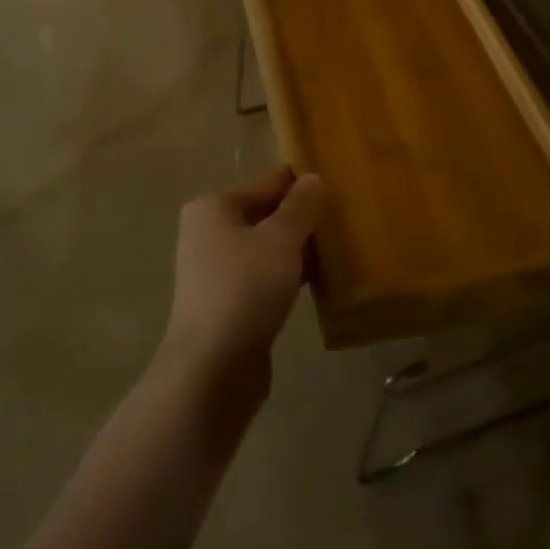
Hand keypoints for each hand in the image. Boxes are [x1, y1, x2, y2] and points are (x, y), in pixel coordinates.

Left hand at [160, 166, 325, 390]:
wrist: (212, 369)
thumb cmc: (245, 288)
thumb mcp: (281, 239)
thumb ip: (300, 206)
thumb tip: (312, 178)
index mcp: (213, 207)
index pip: (266, 183)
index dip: (301, 186)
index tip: (336, 190)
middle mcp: (208, 233)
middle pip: (264, 215)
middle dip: (300, 219)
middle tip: (341, 222)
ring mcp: (214, 271)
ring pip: (265, 249)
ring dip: (296, 250)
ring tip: (336, 251)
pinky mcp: (226, 305)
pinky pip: (263, 278)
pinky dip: (286, 277)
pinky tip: (316, 283)